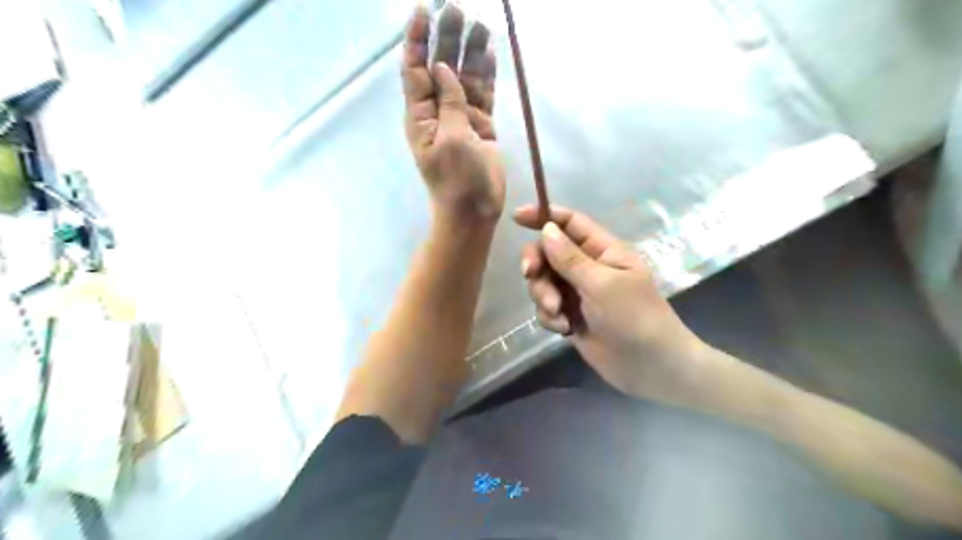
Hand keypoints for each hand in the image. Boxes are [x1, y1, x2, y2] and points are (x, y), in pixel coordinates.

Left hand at [401, 4, 502, 222]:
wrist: (474, 210)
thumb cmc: (457, 179)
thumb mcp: (450, 139)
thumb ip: (449, 102)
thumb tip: (443, 69)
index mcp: (421, 115)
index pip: (415, 70)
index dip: (418, 40)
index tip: (423, 9)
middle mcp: (439, 111)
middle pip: (441, 67)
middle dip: (447, 38)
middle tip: (457, 7)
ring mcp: (461, 117)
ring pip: (465, 77)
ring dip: (470, 51)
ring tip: (479, 23)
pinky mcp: (481, 125)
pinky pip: (483, 94)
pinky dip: (487, 74)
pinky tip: (489, 52)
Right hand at [516, 206, 703, 396]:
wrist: (650, 368)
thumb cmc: (635, 318)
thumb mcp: (602, 284)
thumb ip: (570, 258)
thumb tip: (546, 229)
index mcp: (602, 250)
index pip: (570, 223)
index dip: (544, 216)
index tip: (517, 218)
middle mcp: (587, 267)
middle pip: (549, 252)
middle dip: (537, 263)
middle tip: (531, 274)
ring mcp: (577, 293)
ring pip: (543, 281)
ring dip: (543, 295)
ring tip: (559, 314)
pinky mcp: (570, 316)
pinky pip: (546, 307)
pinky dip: (549, 316)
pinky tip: (564, 329)